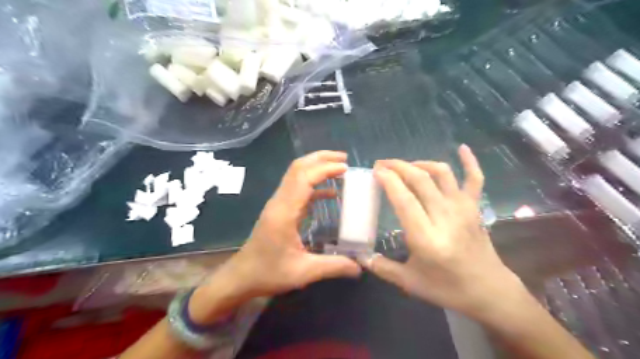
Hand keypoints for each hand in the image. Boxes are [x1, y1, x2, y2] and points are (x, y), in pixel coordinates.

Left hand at [188, 150, 359, 323]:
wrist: (241, 277)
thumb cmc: (269, 273)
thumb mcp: (304, 272)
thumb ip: (334, 266)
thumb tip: (361, 267)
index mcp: (284, 212)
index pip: (304, 178)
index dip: (325, 169)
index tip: (346, 168)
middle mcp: (280, 201)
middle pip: (298, 168)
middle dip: (321, 158)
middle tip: (344, 159)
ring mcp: (278, 204)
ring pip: (296, 174)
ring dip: (316, 167)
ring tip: (340, 168)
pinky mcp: (280, 209)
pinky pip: (298, 189)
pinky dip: (314, 184)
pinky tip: (330, 193)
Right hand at [365, 146, 525, 318]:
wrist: (489, 292)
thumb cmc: (447, 288)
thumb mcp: (409, 282)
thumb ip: (381, 267)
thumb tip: (358, 256)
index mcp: (426, 237)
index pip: (404, 198)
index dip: (388, 180)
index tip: (375, 171)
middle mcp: (445, 216)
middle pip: (420, 179)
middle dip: (398, 167)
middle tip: (382, 165)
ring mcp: (463, 208)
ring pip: (441, 173)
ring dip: (420, 163)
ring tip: (406, 165)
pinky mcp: (475, 207)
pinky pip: (474, 178)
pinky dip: (469, 161)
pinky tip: (462, 148)